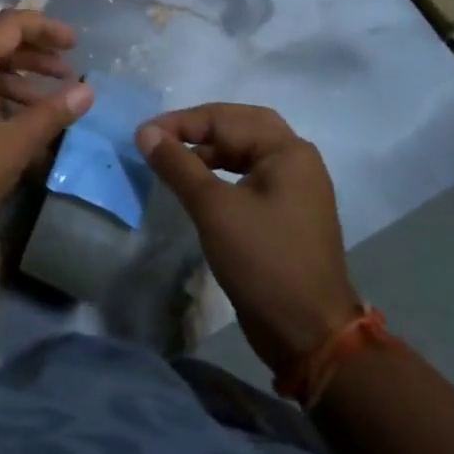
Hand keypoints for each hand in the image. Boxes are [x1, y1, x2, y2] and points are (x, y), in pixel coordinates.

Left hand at [0, 11, 94, 242]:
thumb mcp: (15, 144)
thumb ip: (53, 113)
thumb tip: (87, 91)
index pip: (9, 24)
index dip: (45, 28)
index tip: (75, 44)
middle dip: (35, 57)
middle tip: (67, 75)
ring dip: (17, 81)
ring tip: (49, 104)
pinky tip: (18, 126)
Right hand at [138, 105, 359, 378]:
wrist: (310, 335)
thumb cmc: (263, 262)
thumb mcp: (213, 209)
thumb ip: (178, 165)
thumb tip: (145, 133)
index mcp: (287, 150)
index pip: (225, 119)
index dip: (180, 123)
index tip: (142, 135)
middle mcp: (297, 159)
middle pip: (240, 126)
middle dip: (199, 128)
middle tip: (162, 137)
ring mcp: (297, 187)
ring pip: (245, 151)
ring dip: (209, 150)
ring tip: (174, 161)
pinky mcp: (289, 212)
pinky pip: (250, 175)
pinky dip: (222, 172)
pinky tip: (199, 186)